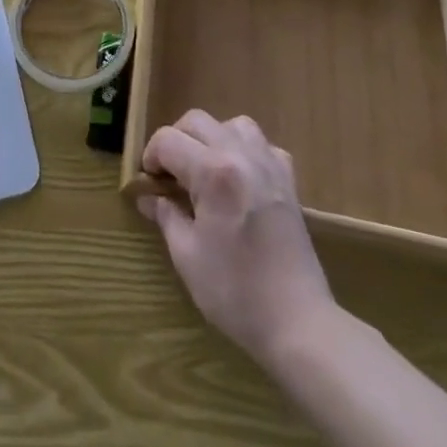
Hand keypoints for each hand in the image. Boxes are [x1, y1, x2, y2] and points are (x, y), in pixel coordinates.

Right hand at [136, 111, 335, 369]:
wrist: (299, 324)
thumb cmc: (236, 291)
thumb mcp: (187, 256)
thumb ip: (166, 216)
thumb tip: (148, 197)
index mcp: (213, 172)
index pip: (168, 140)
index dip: (151, 156)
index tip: (148, 182)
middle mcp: (241, 156)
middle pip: (197, 121)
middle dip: (175, 140)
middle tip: (169, 174)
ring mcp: (269, 166)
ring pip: (233, 124)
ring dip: (212, 138)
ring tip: (204, 169)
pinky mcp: (288, 182)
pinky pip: (264, 146)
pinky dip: (246, 151)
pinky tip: (240, 178)